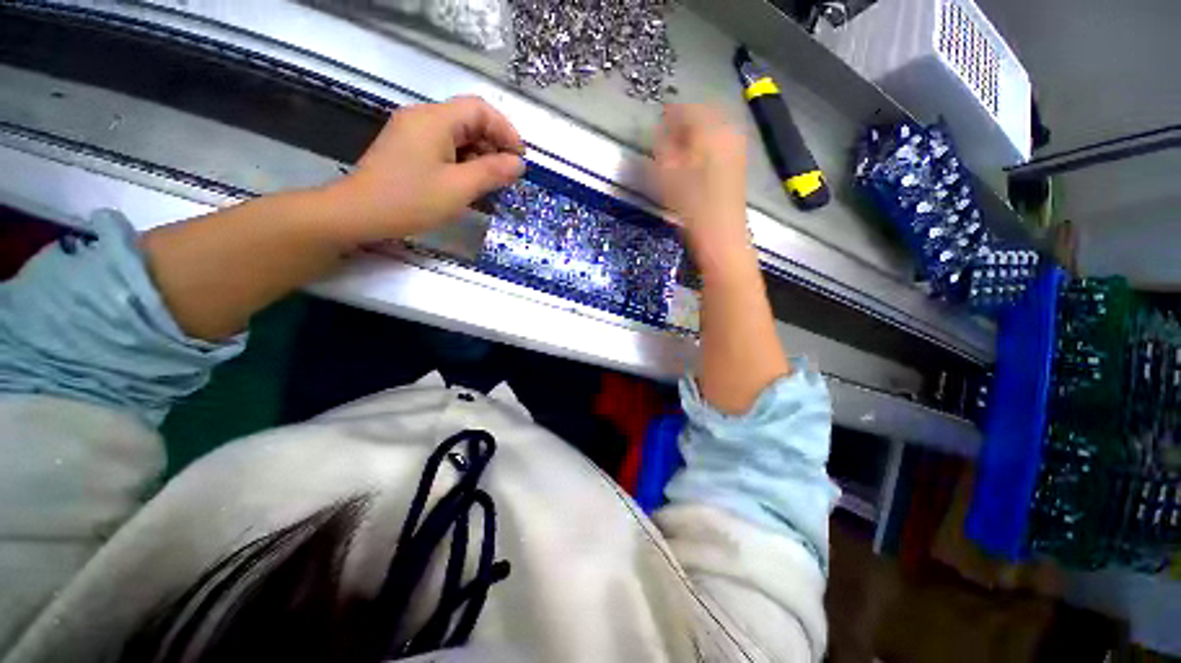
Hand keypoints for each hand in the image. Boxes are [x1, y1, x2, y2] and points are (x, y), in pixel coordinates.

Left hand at [327, 96, 525, 245]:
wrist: (358, 214)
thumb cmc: (411, 200)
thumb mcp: (459, 188)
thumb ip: (492, 172)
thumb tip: (519, 164)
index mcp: (435, 120)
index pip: (480, 110)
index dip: (506, 131)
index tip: (520, 159)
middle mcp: (423, 118)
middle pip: (469, 121)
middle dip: (494, 145)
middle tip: (508, 176)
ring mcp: (413, 133)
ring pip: (458, 136)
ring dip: (480, 156)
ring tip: (493, 184)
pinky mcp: (408, 149)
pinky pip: (444, 148)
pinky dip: (463, 162)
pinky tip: (470, 184)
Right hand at [654, 105, 749, 255]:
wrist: (722, 236)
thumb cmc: (692, 208)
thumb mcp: (669, 178)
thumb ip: (663, 149)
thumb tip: (660, 131)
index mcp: (710, 132)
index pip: (688, 109)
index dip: (670, 113)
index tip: (657, 119)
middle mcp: (727, 133)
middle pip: (704, 115)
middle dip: (684, 121)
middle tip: (667, 134)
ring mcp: (736, 148)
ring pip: (713, 128)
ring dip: (695, 133)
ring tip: (678, 148)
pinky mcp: (738, 164)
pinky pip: (720, 142)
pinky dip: (705, 144)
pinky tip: (694, 159)